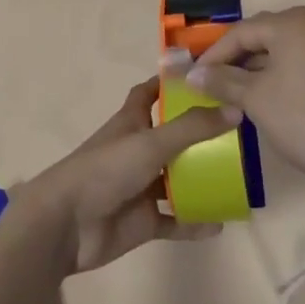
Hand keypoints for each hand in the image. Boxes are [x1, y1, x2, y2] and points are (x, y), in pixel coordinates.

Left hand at [4, 77, 239, 276]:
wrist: (67, 225)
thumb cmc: (105, 170)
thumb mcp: (150, 142)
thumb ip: (192, 128)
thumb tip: (235, 109)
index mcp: (131, 122)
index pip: (149, 94)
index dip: (169, 84)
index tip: (201, 78)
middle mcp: (137, 151)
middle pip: (171, 137)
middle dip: (199, 135)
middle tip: (237, 133)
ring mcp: (140, 187)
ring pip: (177, 180)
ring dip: (202, 180)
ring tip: (238, 178)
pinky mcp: (143, 221)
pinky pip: (175, 220)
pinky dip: (195, 221)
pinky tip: (220, 223)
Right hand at [185, 7, 304, 193]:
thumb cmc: (304, 118)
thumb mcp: (255, 98)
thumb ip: (221, 81)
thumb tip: (192, 75)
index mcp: (292, 22)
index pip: (241, 32)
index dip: (213, 55)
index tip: (192, 79)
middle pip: (261, 37)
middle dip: (233, 61)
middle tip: (208, 86)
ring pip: (279, 52)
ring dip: (254, 71)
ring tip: (230, 97)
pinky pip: (297, 64)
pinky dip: (276, 77)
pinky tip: (262, 101)